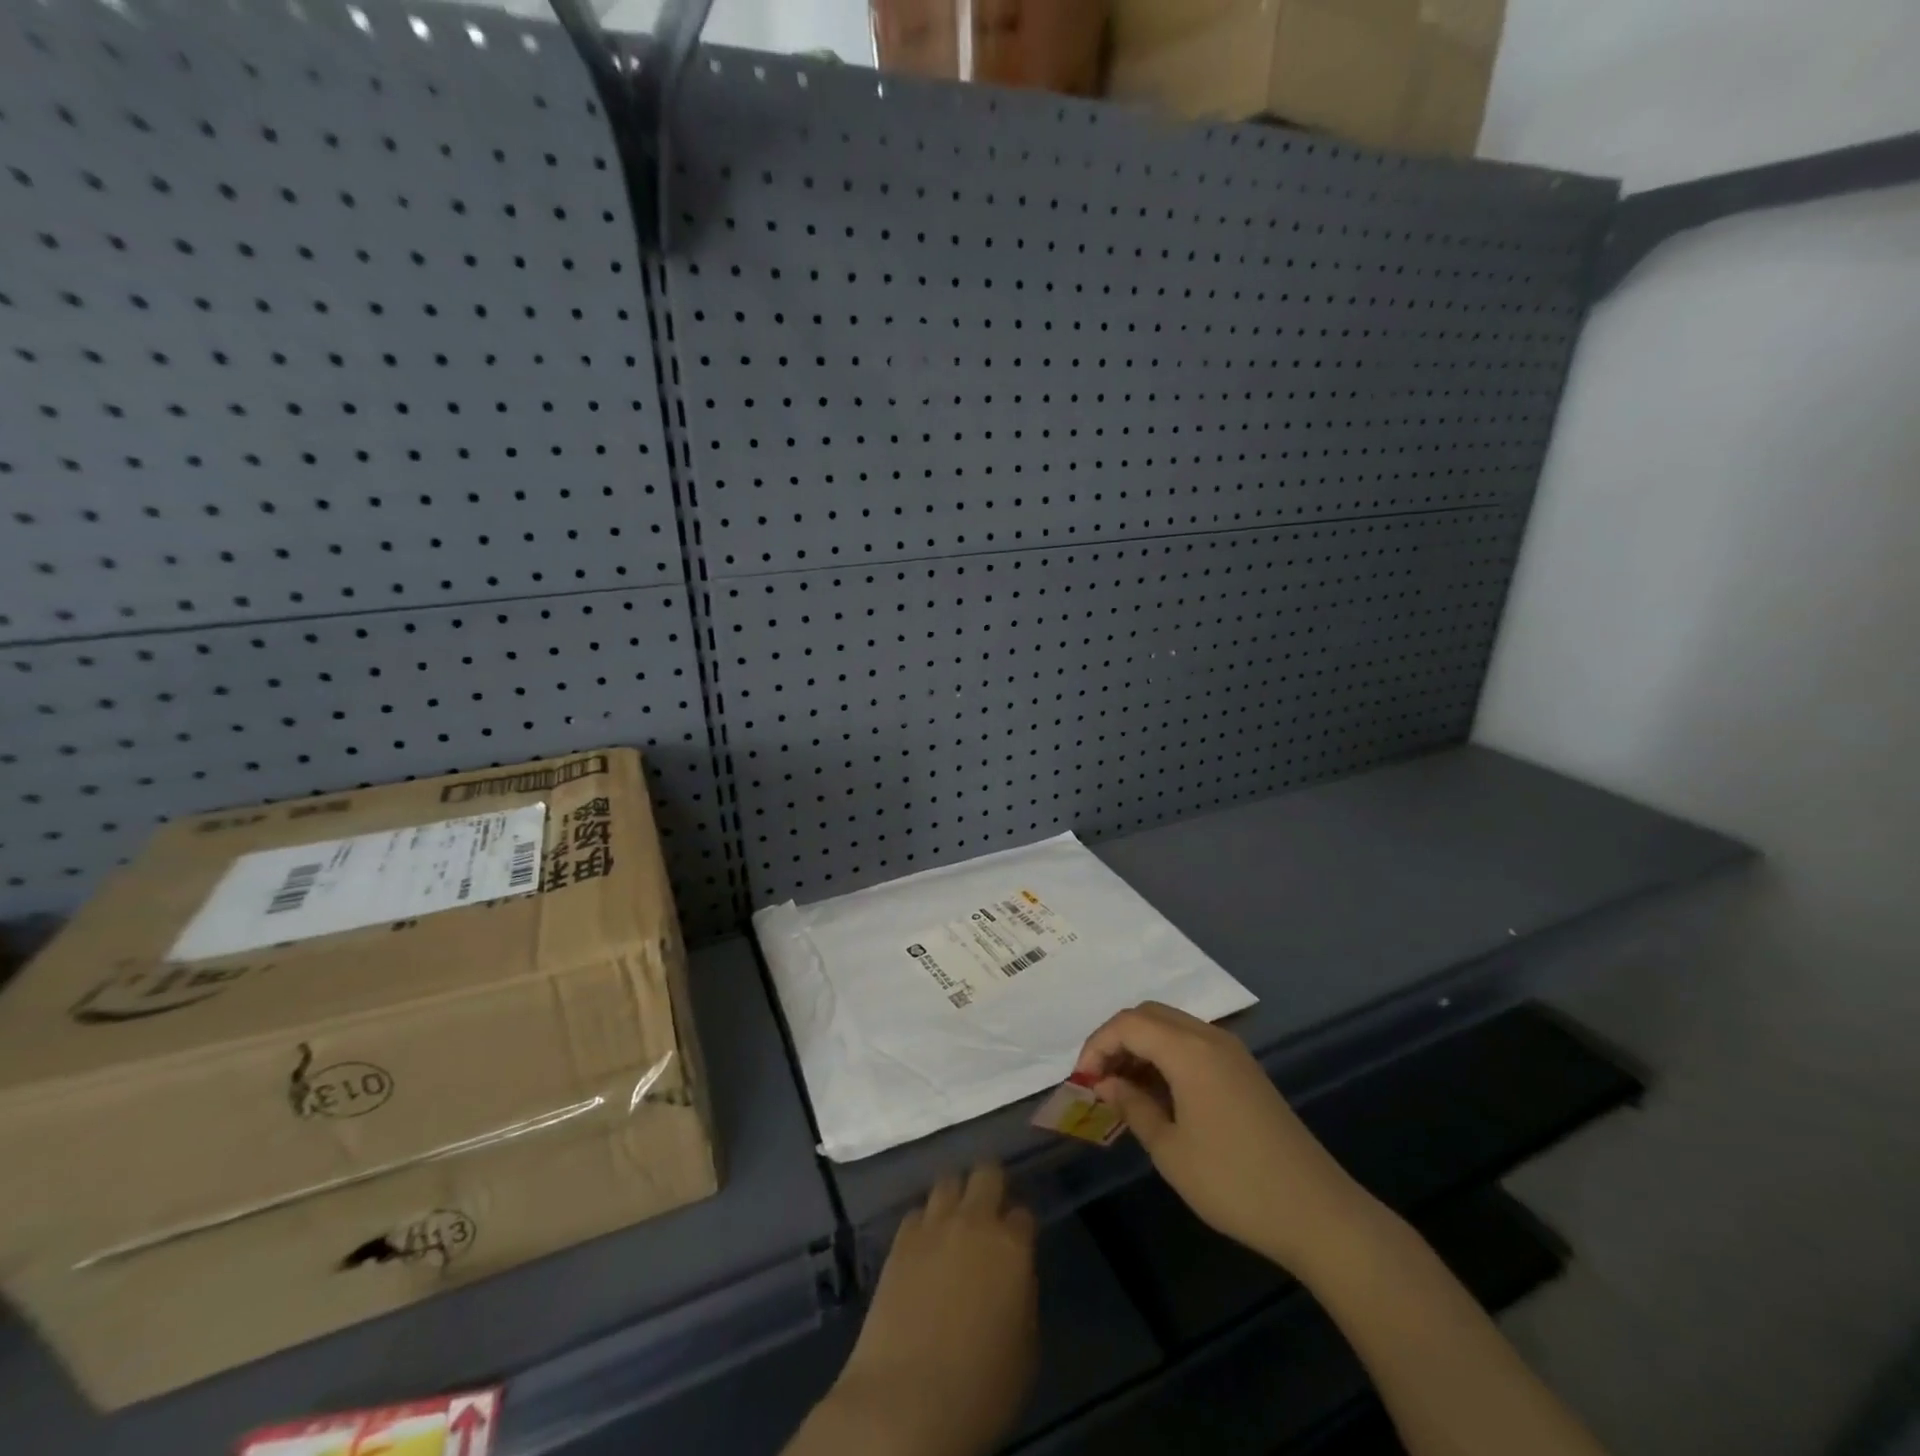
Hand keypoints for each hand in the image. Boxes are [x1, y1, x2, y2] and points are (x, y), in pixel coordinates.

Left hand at [826, 1164, 1037, 1455]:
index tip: (1018, 1243)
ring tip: (954, 1222)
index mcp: (1012, 1247)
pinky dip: (925, 1224)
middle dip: (991, 1185)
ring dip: (955, 1197)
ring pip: (948, 1182)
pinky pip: (917, 1213)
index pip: (1024, 1215)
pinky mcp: (900, 1241)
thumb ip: (1022, 1297)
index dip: (1021, 1228)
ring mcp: (933, 1227)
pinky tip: (924, 1247)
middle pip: (987, 1174)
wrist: (908, 1400)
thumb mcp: (1024, 1350)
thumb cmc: (981, 1389)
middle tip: (989, 1211)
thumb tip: (1012, 1278)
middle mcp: (974, 1222)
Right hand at [1074, 1002, 1376, 1275]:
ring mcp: (1231, 1051)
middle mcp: (1209, 1037)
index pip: (1127, 1024)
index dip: (1097, 1045)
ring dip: (1142, 1046)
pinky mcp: (1244, 1070)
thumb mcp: (1170, 1150)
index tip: (1082, 1081)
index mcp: (1188, 1050)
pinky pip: (1193, 1043)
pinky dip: (1166, 1056)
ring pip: (1171, 1026)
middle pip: (1149, 1015)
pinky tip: (1159, 1094)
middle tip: (1100, 1080)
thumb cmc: (1234, 1182)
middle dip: (1117, 1040)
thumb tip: (1106, 1084)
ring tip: (1124, 1089)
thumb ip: (1133, 1107)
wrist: (1317, 1212)